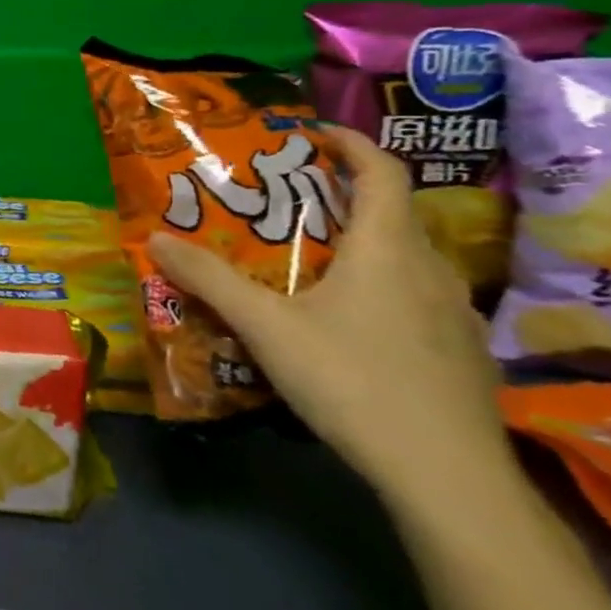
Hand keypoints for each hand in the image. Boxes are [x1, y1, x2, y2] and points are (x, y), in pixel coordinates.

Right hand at [147, 127, 509, 511]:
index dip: (350, 144)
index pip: (383, 173)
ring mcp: (451, 313)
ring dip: (356, 244)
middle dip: (338, 197)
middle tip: (282, 201)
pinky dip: (374, 284)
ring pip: (402, 258)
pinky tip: (338, 317)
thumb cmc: (352, 380)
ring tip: (301, 256)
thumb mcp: (266, 326)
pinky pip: (411, 295)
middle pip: (390, 214)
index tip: (310, 134)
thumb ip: (209, 279)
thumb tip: (154, 237)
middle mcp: (429, 271)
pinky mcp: (455, 350)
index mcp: (389, 251)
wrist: (446, 476)